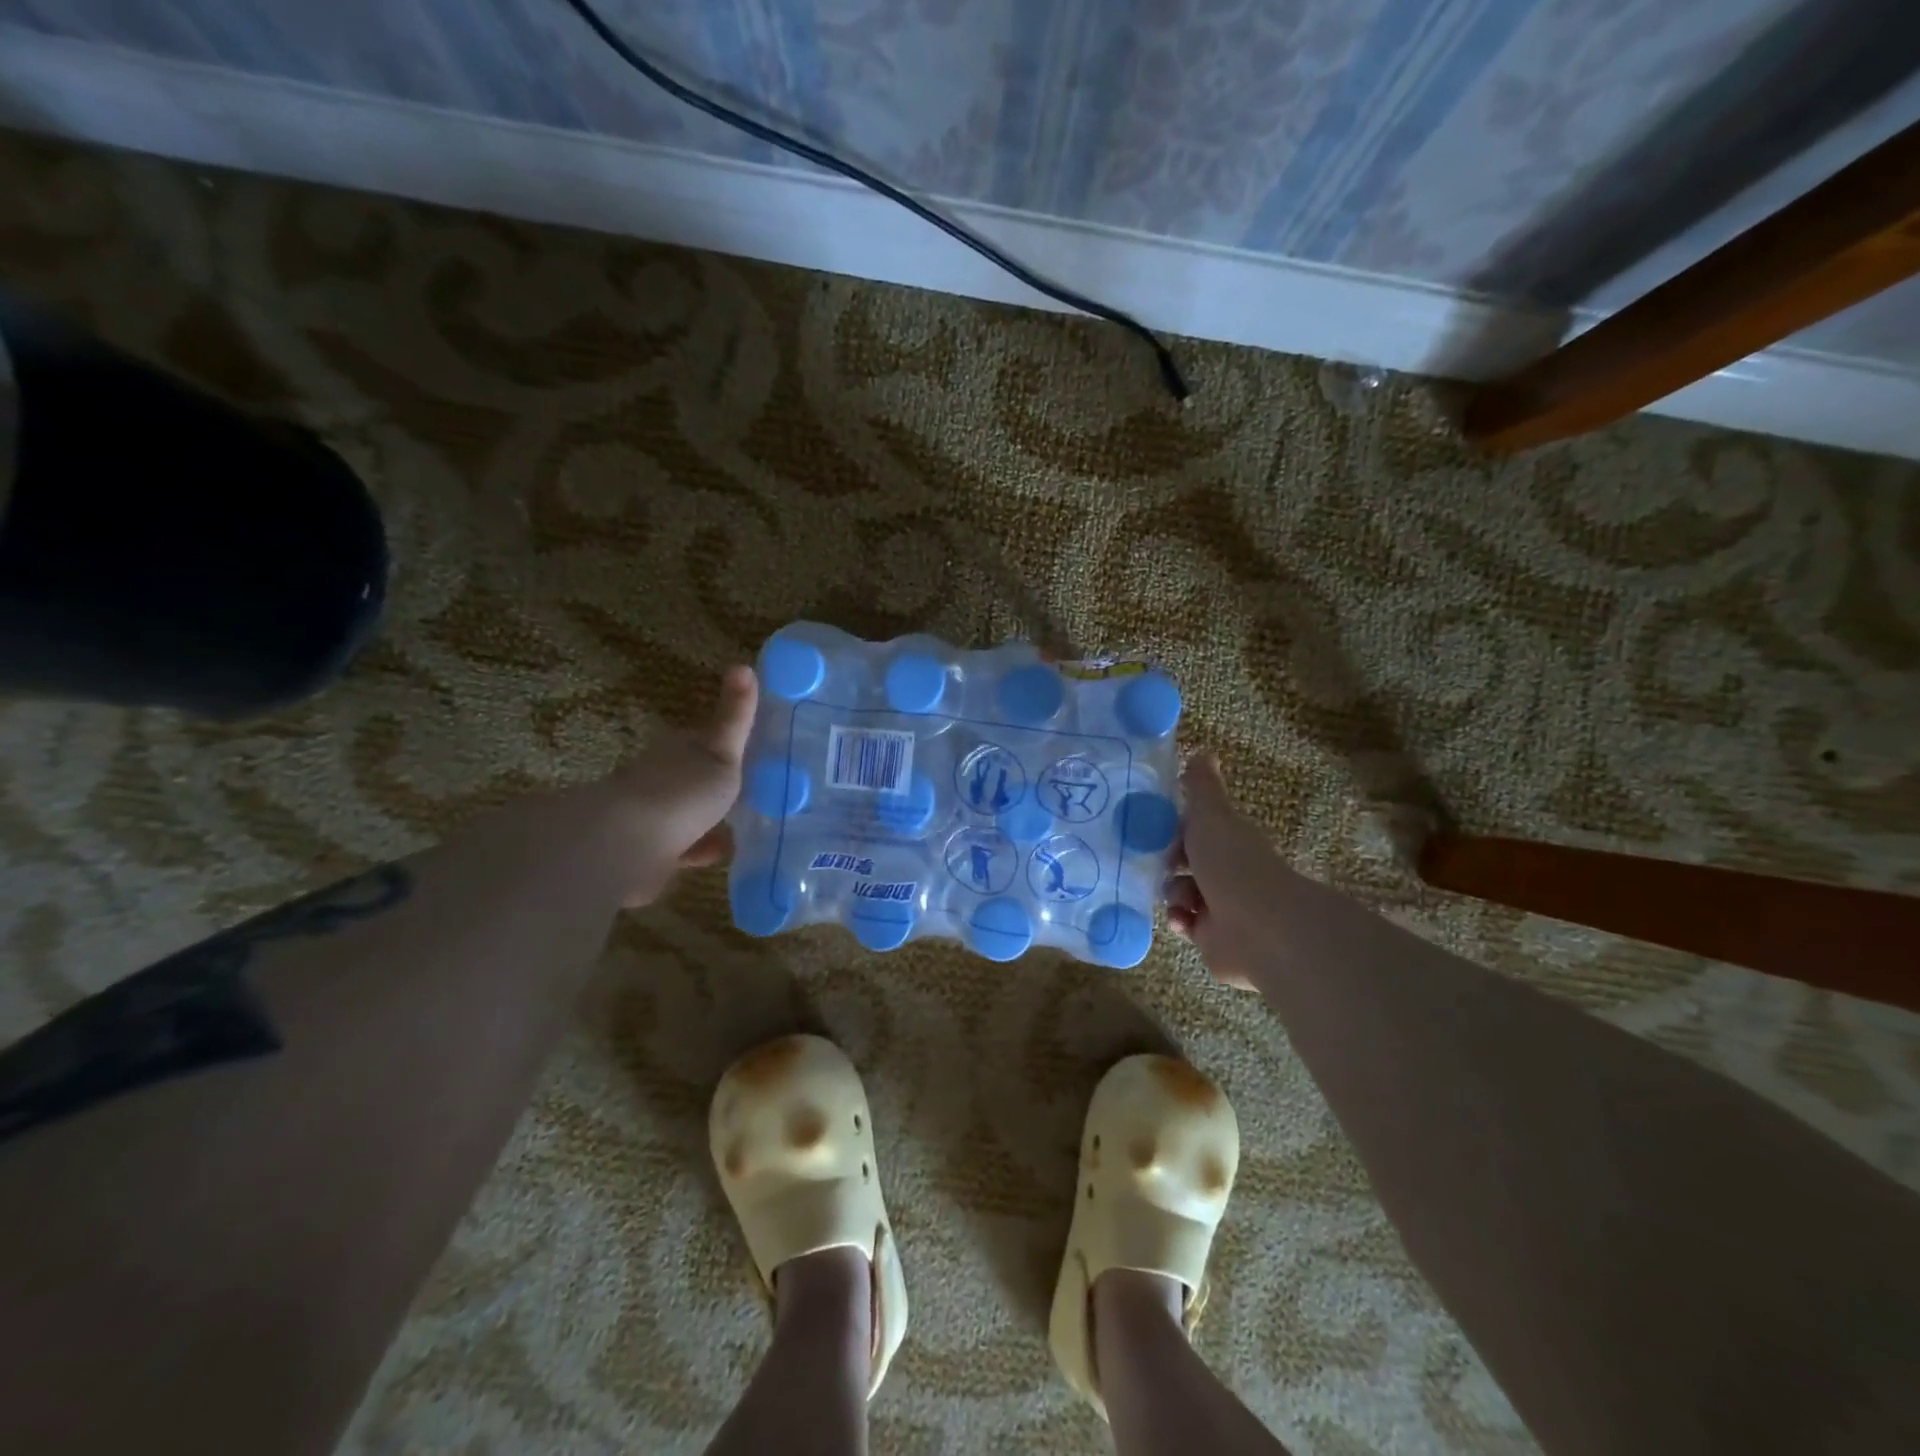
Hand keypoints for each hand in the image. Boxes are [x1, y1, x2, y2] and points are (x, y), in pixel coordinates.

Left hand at [602, 665, 757, 906]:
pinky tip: (721, 854)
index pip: (704, 740)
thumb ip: (735, 716)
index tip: (753, 750)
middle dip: (717, 783)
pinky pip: (682, 850)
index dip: (726, 743)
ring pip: (687, 815)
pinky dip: (699, 849)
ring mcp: (653, 817)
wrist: (631, 845)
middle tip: (756, 790)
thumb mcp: (721, 750)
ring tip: (744, 824)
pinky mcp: (649, 854)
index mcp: (678, 751)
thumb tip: (744, 664)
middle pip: (694, 777)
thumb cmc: (683, 791)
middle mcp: (662, 779)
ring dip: (708, 819)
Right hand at [1166, 754, 1295, 989]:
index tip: (1152, 828)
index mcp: (1227, 839)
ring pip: (1181, 891)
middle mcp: (1225, 869)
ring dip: (1172, 892)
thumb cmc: (1232, 865)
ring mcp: (1220, 904)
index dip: (1172, 827)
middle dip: (1166, 862)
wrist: (1260, 928)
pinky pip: (1184, 923)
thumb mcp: (1211, 817)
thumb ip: (1201, 788)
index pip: (1194, 828)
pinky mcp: (1212, 936)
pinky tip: (1181, 919)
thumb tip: (1201, 750)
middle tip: (1155, 864)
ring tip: (1177, 897)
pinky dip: (1179, 919)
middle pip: (1184, 860)